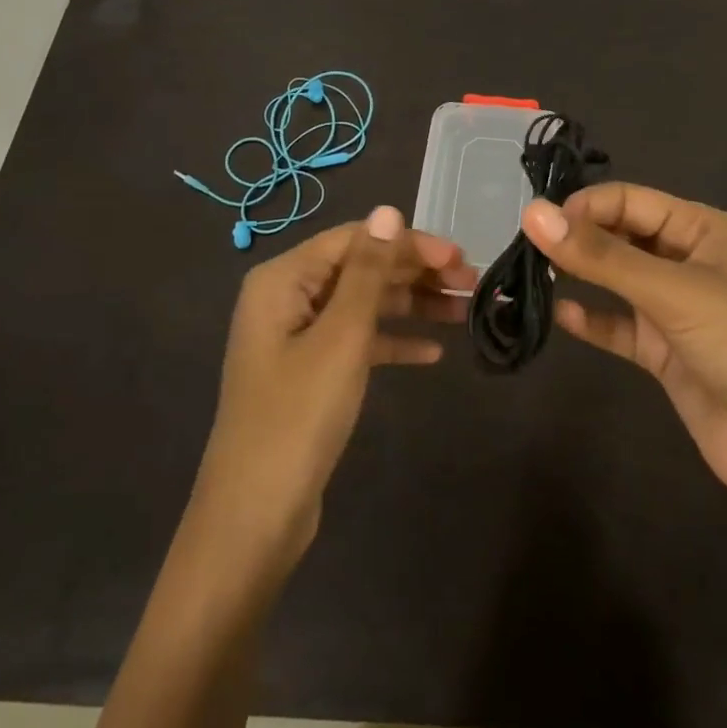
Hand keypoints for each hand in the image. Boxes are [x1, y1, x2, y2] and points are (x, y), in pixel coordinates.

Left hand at [186, 205, 472, 571]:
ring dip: (412, 306)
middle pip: (361, 269)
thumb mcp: (341, 337)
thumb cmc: (298, 415)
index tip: (460, 257)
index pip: (356, 240)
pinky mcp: (310, 374)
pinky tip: (432, 353)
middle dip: (415, 273)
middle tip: (471, 283)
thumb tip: (388, 211)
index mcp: (283, 279)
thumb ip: (368, 271)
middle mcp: (287, 298)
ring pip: (364, 306)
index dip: (410, 243)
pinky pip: (358, 343)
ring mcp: (297, 338)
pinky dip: (393, 342)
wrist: (255, 517)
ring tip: (465, 312)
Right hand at [520, 183, 726, 516]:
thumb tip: (533, 213)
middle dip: (578, 238)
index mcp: (702, 230)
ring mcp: (674, 310)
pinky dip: (592, 321)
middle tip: (526, 249)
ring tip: (532, 275)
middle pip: (621, 236)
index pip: (631, 201)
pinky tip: (560, 316)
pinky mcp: (664, 353)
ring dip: (580, 276)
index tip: (539, 225)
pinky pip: (618, 327)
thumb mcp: (674, 291)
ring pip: (616, 281)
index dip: (586, 206)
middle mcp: (687, 262)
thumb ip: (602, 256)